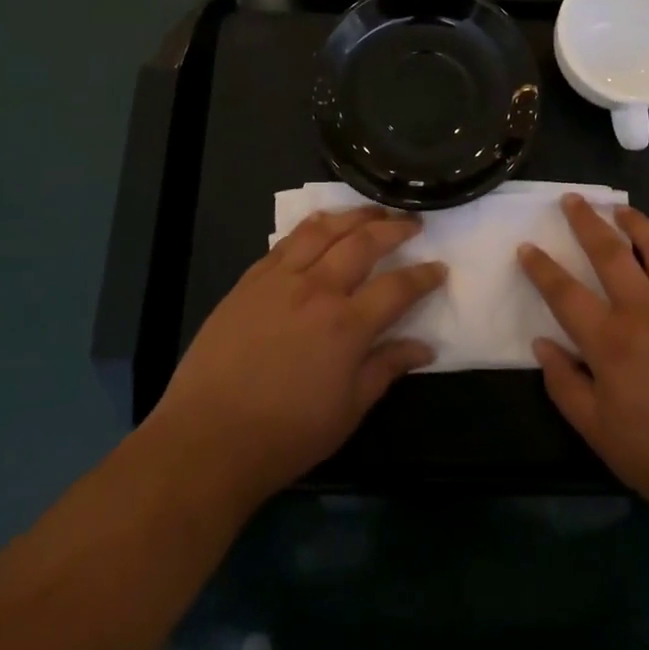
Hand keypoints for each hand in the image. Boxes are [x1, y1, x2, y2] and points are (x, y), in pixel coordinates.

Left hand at [142, 207, 445, 513]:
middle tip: (412, 222)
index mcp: (347, 325)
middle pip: (364, 242)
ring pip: (324, 231)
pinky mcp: (250, 280)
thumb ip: (387, 369)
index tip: (440, 267)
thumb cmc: (286, 434)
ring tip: (373, 211)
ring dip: (354, 216)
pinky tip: (321, 224)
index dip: (424, 275)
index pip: (398, 287)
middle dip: (394, 228)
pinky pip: (286, 241)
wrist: (208, 438)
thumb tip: (424, 347)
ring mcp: (280, 279)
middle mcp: (318, 289)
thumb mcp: (348, 410)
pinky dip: (311, 227)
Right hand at [519, 195, 648, 542]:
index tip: (527, 247)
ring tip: (620, 209)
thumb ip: (565, 386)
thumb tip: (542, 345)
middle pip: (609, 252)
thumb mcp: (601, 436)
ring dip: (634, 222)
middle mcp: (645, 311)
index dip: (542, 268)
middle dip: (586, 222)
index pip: (565, 293)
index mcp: (610, 343)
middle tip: (572, 199)